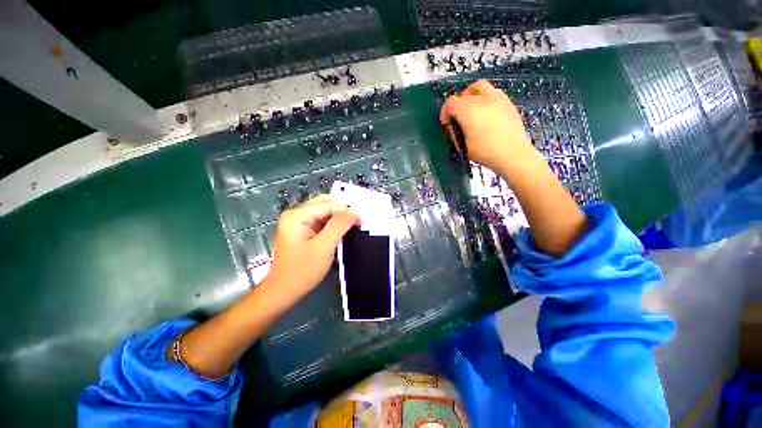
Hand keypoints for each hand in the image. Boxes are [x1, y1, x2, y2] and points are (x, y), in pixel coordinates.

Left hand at [264, 195, 359, 302]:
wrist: (284, 292)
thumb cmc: (302, 271)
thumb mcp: (323, 247)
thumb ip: (338, 226)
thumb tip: (354, 212)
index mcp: (296, 215)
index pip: (327, 204)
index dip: (346, 211)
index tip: (360, 221)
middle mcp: (296, 214)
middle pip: (325, 203)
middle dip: (342, 212)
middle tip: (357, 223)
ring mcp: (298, 222)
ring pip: (325, 211)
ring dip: (339, 218)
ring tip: (351, 227)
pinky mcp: (303, 230)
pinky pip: (322, 220)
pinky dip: (333, 224)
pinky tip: (341, 232)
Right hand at [440, 80, 543, 177]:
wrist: (513, 154)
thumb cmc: (486, 153)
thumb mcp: (464, 146)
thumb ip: (457, 132)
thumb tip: (455, 126)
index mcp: (468, 111)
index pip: (451, 102)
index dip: (445, 112)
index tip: (446, 122)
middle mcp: (482, 100)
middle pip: (464, 93)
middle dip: (457, 104)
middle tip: (458, 116)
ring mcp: (497, 98)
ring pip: (479, 86)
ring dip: (471, 95)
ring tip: (472, 108)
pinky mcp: (507, 102)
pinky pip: (492, 92)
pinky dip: (485, 97)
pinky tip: (486, 111)